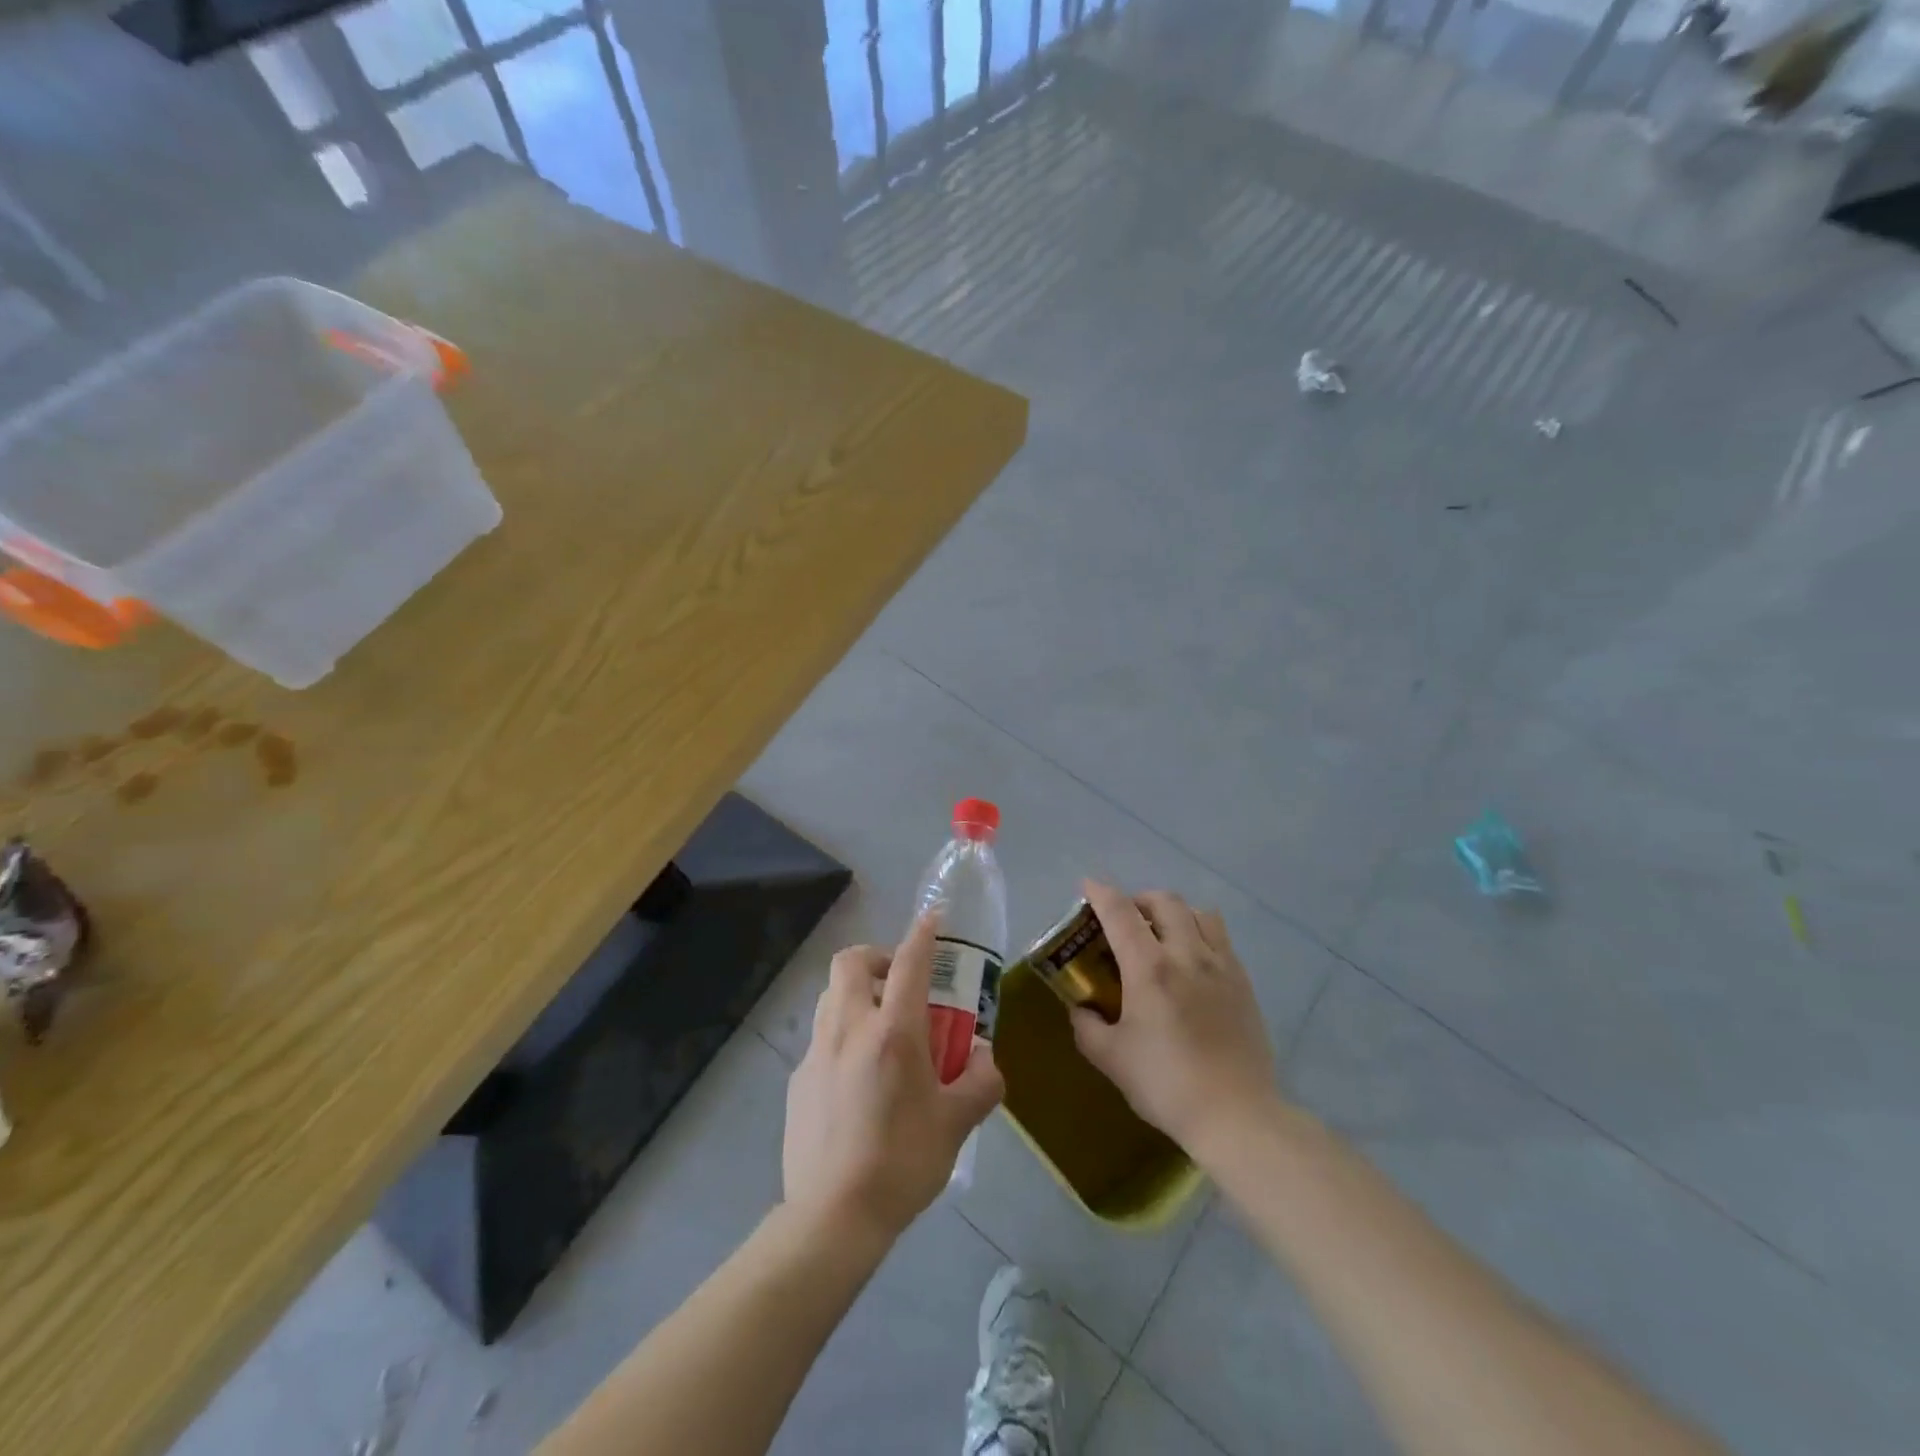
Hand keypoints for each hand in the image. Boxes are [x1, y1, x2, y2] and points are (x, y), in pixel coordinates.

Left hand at [784, 914, 1004, 1244]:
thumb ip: (981, 1083)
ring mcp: (817, 1052)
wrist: (833, 1216)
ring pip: (830, 996)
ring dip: (856, 994)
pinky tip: (858, 1078)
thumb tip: (986, 1060)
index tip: (933, 919)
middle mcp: (849, 1028)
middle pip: (850, 962)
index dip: (922, 934)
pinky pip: (821, 1038)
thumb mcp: (956, 1124)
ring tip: (881, 1028)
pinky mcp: (798, 1080)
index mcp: (893, 1032)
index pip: (909, 962)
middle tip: (900, 983)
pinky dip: (842, 1036)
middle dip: (876, 957)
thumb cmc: (902, 1161)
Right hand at [1070, 881, 1280, 1156]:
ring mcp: (1221, 966)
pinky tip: (1192, 962)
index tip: (1087, 885)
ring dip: (1175, 912)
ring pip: (1199, 913)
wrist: (1236, 1115)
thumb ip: (1087, 1026)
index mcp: (1149, 968)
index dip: (1100, 892)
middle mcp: (1187, 954)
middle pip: (1164, 901)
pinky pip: (1220, 939)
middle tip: (1125, 918)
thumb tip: (1080, 1007)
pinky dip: (1200, 934)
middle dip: (1139, 899)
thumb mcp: (1111, 1058)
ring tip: (1162, 934)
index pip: (1120, 912)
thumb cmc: (1166, 1084)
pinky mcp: (1243, 983)